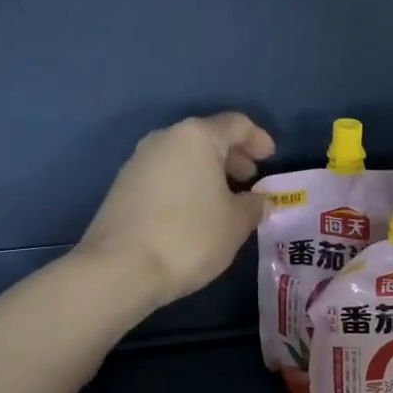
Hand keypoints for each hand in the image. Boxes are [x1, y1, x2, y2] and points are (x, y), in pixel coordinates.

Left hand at [77, 113, 276, 308]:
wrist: (121, 267)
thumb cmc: (190, 236)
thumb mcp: (236, 223)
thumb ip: (254, 205)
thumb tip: (260, 200)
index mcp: (197, 137)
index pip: (236, 124)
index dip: (258, 139)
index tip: (270, 159)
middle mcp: (165, 139)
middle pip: (207, 138)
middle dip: (232, 157)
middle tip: (250, 180)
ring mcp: (139, 161)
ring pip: (184, 157)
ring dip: (208, 173)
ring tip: (225, 201)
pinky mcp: (123, 186)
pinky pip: (165, 175)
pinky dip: (186, 185)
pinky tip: (195, 213)